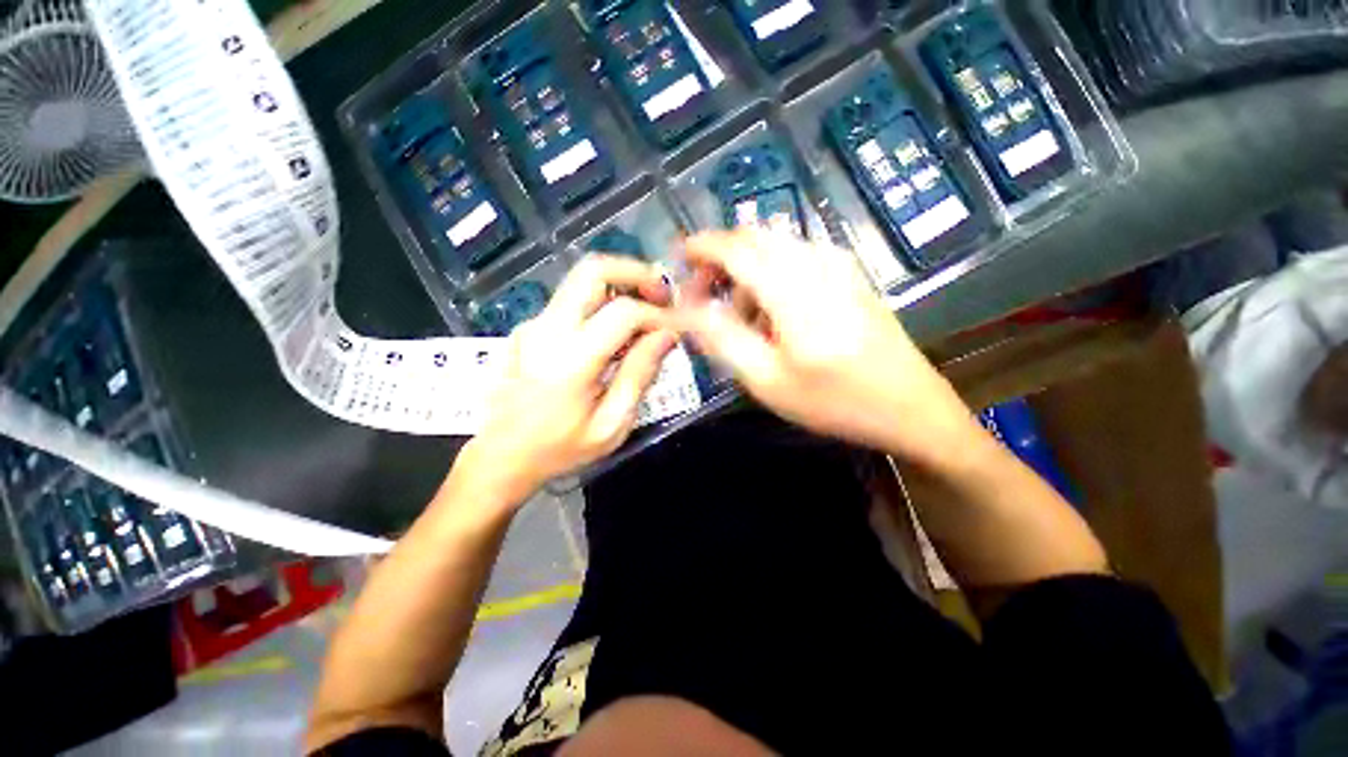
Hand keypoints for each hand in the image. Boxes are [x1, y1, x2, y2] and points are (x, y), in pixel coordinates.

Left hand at [466, 256, 678, 498]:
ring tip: (647, 312)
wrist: (499, 458)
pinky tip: (616, 334)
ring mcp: (534, 324)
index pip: (624, 312)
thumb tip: (667, 336)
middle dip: (636, 274)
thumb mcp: (611, 425)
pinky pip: (573, 302)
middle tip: (663, 296)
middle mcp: (548, 329)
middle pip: (593, 270)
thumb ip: (639, 375)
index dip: (660, 315)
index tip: (680, 327)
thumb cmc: (559, 449)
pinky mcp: (529, 328)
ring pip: (581, 281)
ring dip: (620, 286)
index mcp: (570, 359)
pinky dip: (602, 305)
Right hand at [674, 230, 974, 463]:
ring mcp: (839, 265)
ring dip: (746, 271)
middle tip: (704, 298)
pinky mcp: (849, 274)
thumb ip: (722, 339)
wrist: (910, 407)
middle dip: (721, 260)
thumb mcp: (767, 381)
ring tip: (740, 318)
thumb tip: (685, 309)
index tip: (679, 258)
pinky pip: (797, 257)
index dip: (702, 247)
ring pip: (775, 247)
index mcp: (794, 292)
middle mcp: (817, 264)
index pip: (736, 248)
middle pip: (755, 239)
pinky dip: (771, 274)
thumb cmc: (834, 402)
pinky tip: (773, 313)